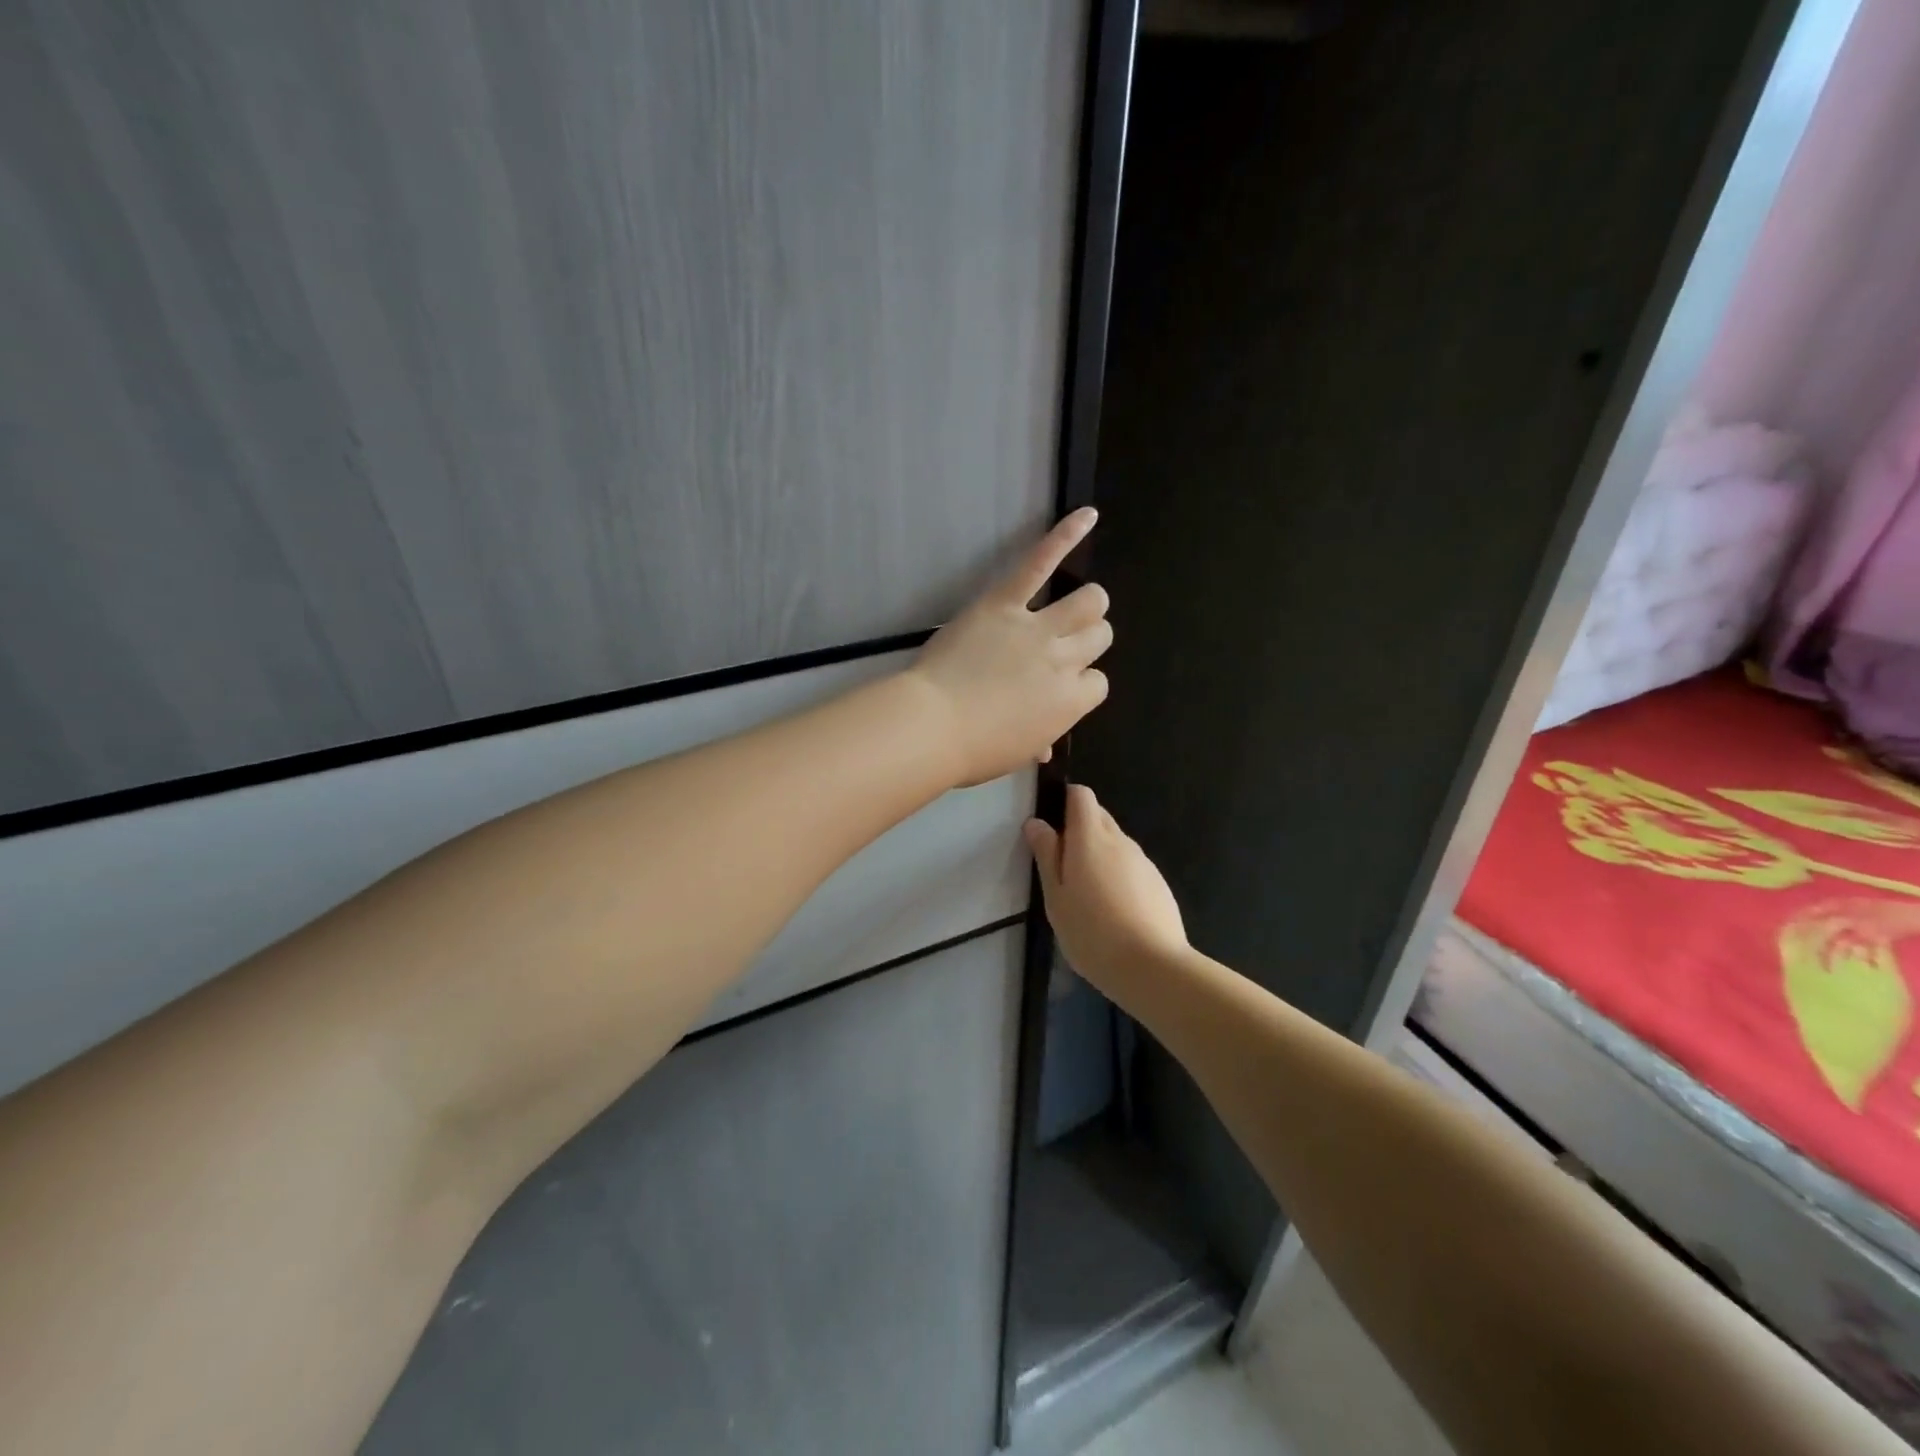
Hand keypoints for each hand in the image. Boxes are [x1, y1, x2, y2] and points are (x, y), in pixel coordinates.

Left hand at [908, 509, 1111, 786]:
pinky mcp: (1005, 602)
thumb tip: (1044, 746)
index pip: (1098, 684)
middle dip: (1089, 640)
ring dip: (1087, 604)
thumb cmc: (973, 749)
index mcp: (1070, 703)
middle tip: (1064, 645)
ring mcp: (1037, 628)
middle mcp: (1064, 661)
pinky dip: (1064, 536)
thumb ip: (1038, 741)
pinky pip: (1039, 563)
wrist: (933, 725)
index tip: (1059, 688)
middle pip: (1100, 637)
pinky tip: (1086, 516)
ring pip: (1088, 602)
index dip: (1081, 684)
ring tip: (1075, 606)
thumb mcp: (1014, 754)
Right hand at [1024, 785, 1188, 992]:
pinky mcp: (1158, 883)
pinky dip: (1118, 876)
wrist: (1153, 967)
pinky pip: (1131, 867)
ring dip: (1099, 855)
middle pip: (1099, 816)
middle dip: (1079, 829)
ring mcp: (1143, 861)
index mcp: (1090, 838)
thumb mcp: (1056, 897)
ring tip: (1086, 894)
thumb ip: (1047, 855)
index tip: (1051, 825)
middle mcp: (1120, 840)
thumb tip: (1037, 822)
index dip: (1065, 800)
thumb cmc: (1092, 932)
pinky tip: (1113, 911)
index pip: (1081, 795)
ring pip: (1116, 843)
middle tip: (1062, 866)